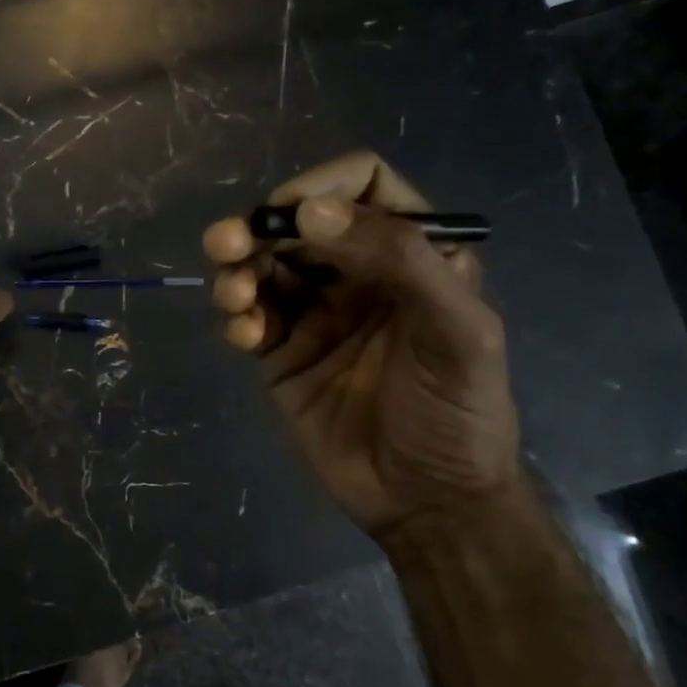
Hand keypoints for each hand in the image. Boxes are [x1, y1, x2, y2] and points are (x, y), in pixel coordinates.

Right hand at [203, 150, 520, 539]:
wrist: (427, 501)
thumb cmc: (457, 412)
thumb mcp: (456, 331)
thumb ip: (399, 260)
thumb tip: (311, 210)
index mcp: (411, 254)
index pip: (365, 187)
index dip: (325, 185)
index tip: (291, 211)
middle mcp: (358, 274)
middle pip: (298, 223)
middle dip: (259, 226)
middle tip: (229, 244)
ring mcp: (315, 313)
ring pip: (263, 266)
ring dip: (238, 268)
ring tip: (234, 294)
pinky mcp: (281, 353)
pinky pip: (249, 316)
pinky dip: (236, 315)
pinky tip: (243, 335)